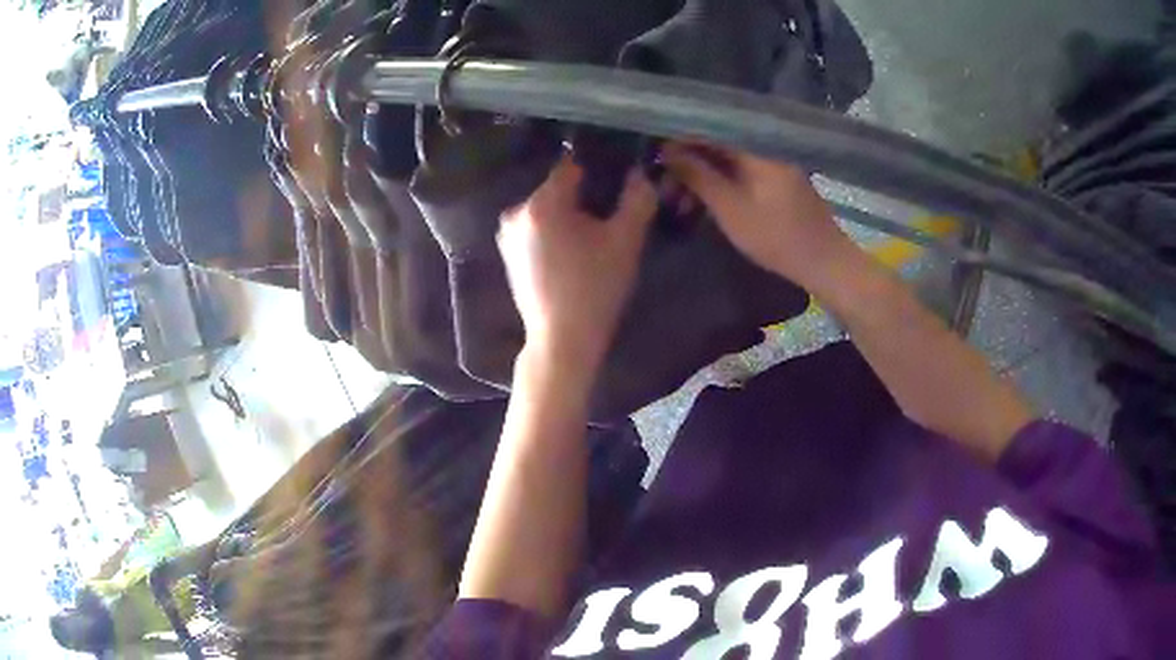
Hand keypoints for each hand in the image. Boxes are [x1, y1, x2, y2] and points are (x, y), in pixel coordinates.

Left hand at [499, 156, 656, 380]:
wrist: (562, 340)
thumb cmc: (595, 289)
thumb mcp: (625, 241)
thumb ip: (637, 199)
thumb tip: (640, 173)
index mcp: (541, 203)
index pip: (572, 166)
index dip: (598, 172)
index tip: (615, 189)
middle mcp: (516, 212)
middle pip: (558, 189)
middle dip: (583, 198)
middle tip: (608, 221)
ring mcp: (508, 235)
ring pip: (547, 210)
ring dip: (569, 216)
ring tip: (592, 242)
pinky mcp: (508, 255)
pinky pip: (536, 229)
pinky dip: (554, 233)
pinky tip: (572, 257)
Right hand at [663, 143, 857, 292]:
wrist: (823, 261)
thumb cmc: (776, 237)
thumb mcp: (730, 209)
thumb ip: (698, 176)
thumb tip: (666, 151)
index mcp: (755, 147)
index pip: (708, 127)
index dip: (678, 138)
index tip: (654, 155)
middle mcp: (763, 147)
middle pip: (716, 142)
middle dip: (687, 161)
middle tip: (664, 185)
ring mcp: (771, 163)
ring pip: (726, 159)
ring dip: (701, 176)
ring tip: (679, 201)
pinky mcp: (775, 179)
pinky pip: (740, 172)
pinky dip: (720, 184)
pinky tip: (703, 203)